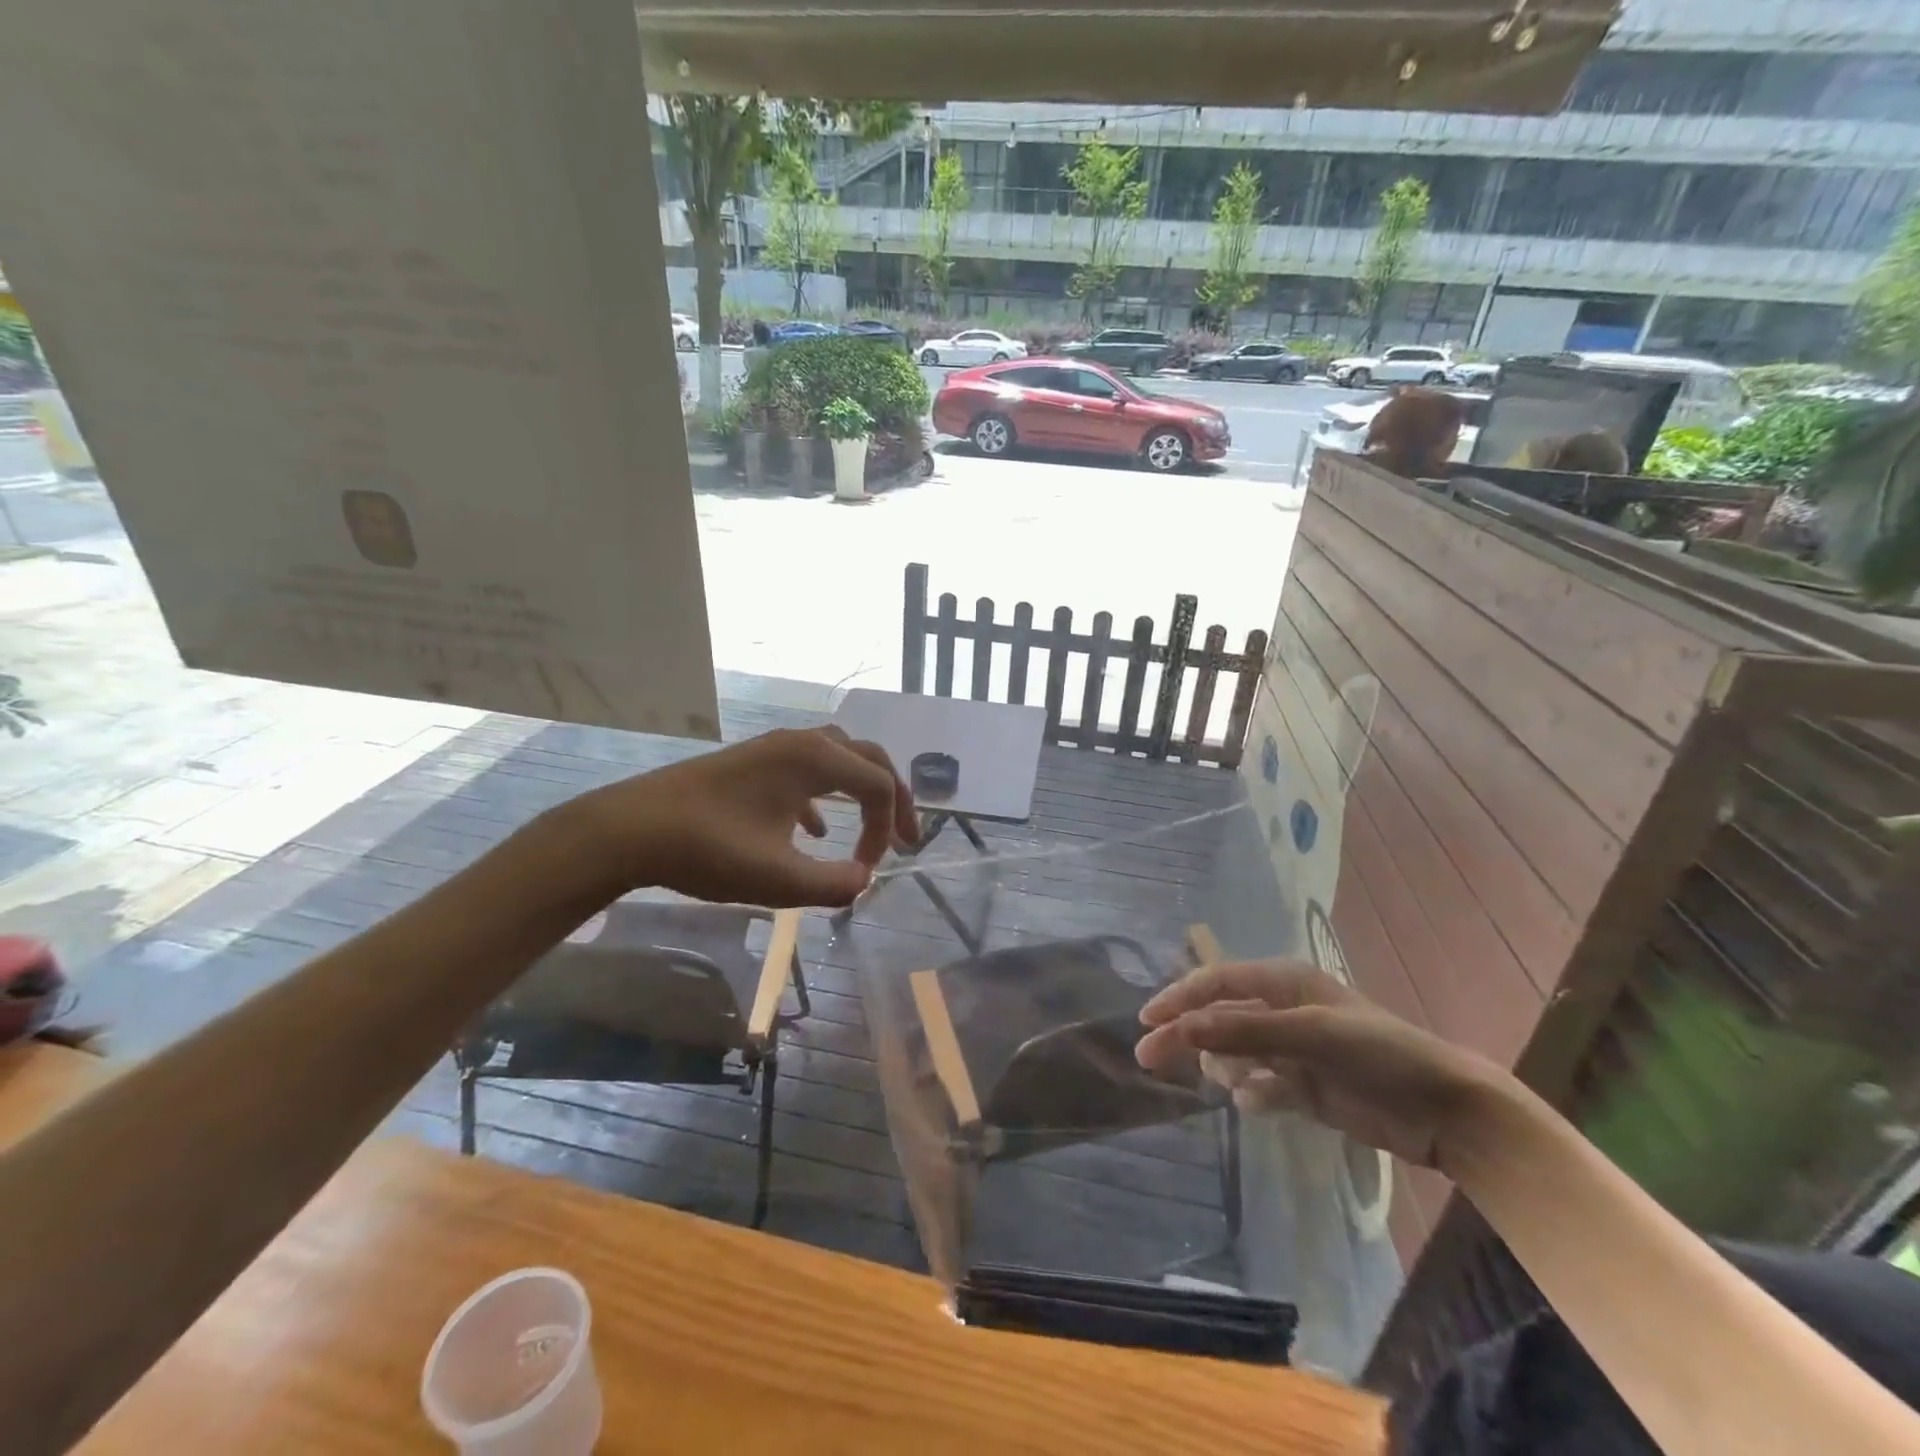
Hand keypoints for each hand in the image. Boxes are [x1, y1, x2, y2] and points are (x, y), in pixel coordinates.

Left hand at [580, 726, 917, 908]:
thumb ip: (833, 885)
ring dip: (859, 791)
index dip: (887, 827)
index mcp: (814, 759)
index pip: (878, 784)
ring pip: (836, 759)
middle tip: (903, 837)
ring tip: (868, 828)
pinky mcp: (751, 763)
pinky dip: (824, 796)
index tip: (872, 869)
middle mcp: (799, 742)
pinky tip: (815, 829)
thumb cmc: (708, 850)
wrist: (630, 830)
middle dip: (891, 798)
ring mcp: (772, 749)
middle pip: (867, 759)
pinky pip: (805, 769)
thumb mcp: (779, 880)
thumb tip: (863, 882)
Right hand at [1135, 960, 1503, 1169]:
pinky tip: (1259, 1103)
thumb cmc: (1378, 1054)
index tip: (1146, 1021)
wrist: (1446, 1110)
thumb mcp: (1309, 1034)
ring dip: (1226, 1066)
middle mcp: (1283, 1010)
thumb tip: (1181, 1028)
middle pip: (1217, 1017)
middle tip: (1148, 1058)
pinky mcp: (1306, 1087)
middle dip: (1185, 1034)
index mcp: (1283, 982)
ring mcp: (1293, 1050)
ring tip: (1236, 1082)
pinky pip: (1261, 1086)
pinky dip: (1254, 1093)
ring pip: (1235, 1053)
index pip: (1216, 981)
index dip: (1179, 997)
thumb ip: (1243, 1030)